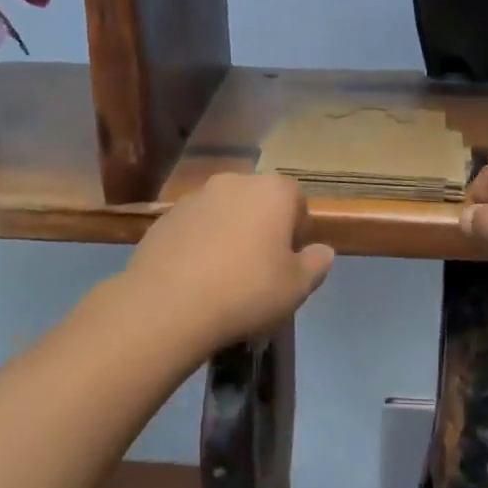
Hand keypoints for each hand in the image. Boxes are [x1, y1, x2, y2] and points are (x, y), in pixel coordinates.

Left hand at [124, 173, 335, 351]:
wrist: (168, 305)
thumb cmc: (246, 291)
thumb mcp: (296, 287)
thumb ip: (316, 264)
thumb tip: (323, 251)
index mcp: (272, 191)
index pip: (296, 198)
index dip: (297, 228)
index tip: (290, 259)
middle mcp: (233, 182)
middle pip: (257, 200)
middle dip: (262, 226)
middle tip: (261, 267)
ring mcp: (194, 197)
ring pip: (223, 212)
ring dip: (229, 232)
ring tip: (225, 275)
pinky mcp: (164, 218)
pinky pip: (193, 227)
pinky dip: (199, 243)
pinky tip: (195, 277)